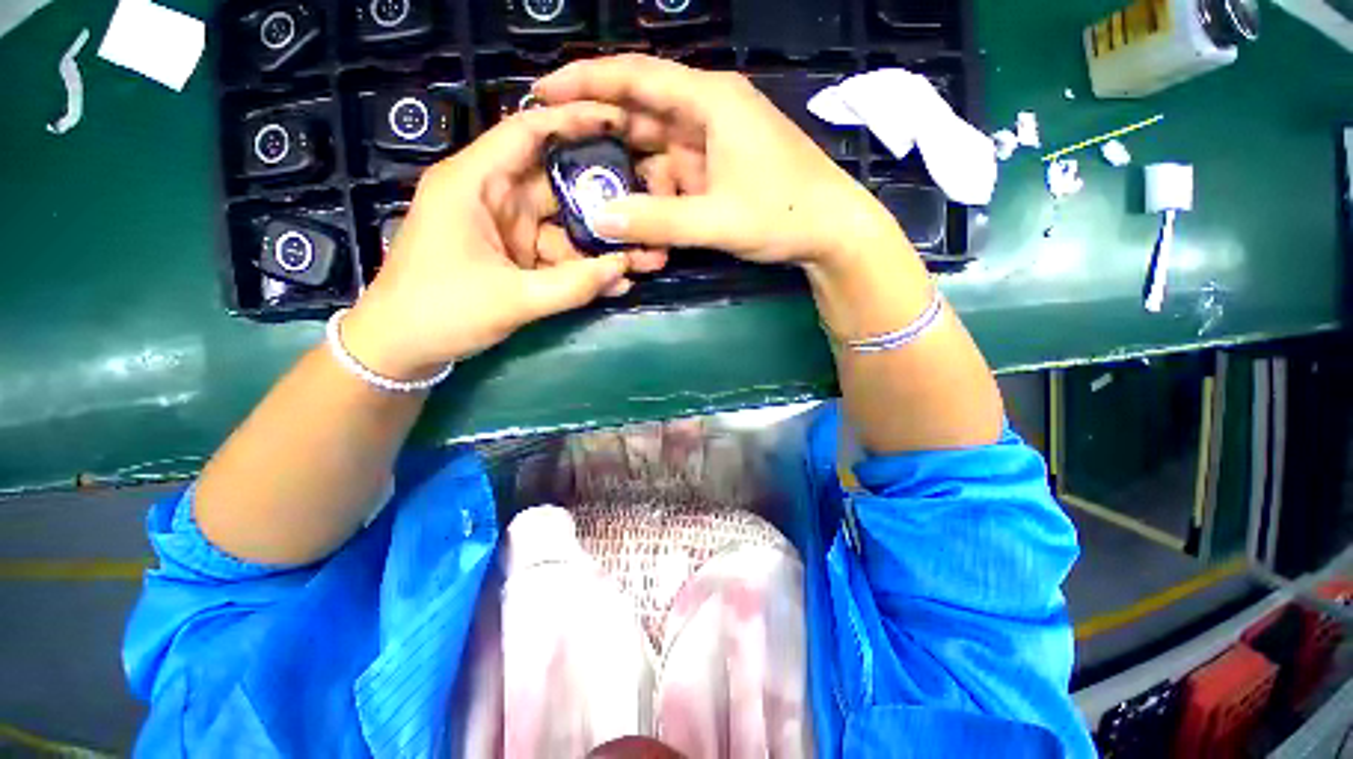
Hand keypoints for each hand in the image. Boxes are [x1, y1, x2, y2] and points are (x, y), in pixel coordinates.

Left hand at [342, 102, 667, 381]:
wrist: (403, 349)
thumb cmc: (442, 312)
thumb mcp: (513, 300)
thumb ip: (572, 285)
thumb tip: (624, 269)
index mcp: (475, 183)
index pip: (528, 132)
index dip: (574, 122)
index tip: (621, 126)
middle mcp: (493, 197)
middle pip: (558, 184)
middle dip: (604, 201)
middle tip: (649, 211)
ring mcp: (506, 229)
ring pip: (564, 225)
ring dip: (601, 244)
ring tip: (645, 259)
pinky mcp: (514, 256)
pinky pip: (557, 255)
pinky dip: (583, 269)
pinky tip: (617, 282)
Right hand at [535, 54, 900, 269]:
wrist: (832, 231)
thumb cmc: (783, 214)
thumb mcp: (717, 220)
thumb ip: (658, 221)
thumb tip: (600, 220)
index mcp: (709, 101)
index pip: (636, 77)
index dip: (586, 80)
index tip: (543, 91)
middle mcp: (709, 111)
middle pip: (642, 111)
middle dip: (602, 131)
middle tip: (561, 153)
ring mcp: (715, 142)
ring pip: (658, 148)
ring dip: (633, 175)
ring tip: (602, 197)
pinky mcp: (720, 168)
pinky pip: (677, 173)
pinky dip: (658, 194)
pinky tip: (646, 215)